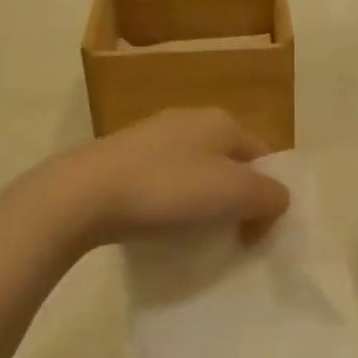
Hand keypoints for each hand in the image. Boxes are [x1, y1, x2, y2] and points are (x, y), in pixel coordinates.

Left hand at [29, 109, 290, 251]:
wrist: (83, 194)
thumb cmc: (168, 189)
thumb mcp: (236, 193)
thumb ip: (270, 195)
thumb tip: (274, 201)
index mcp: (221, 121)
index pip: (263, 158)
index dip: (268, 197)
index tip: (255, 235)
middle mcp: (190, 120)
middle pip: (230, 165)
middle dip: (235, 202)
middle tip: (230, 237)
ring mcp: (152, 137)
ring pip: (195, 174)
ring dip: (202, 205)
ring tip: (193, 236)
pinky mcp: (123, 158)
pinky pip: (163, 183)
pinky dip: (169, 205)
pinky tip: (158, 226)